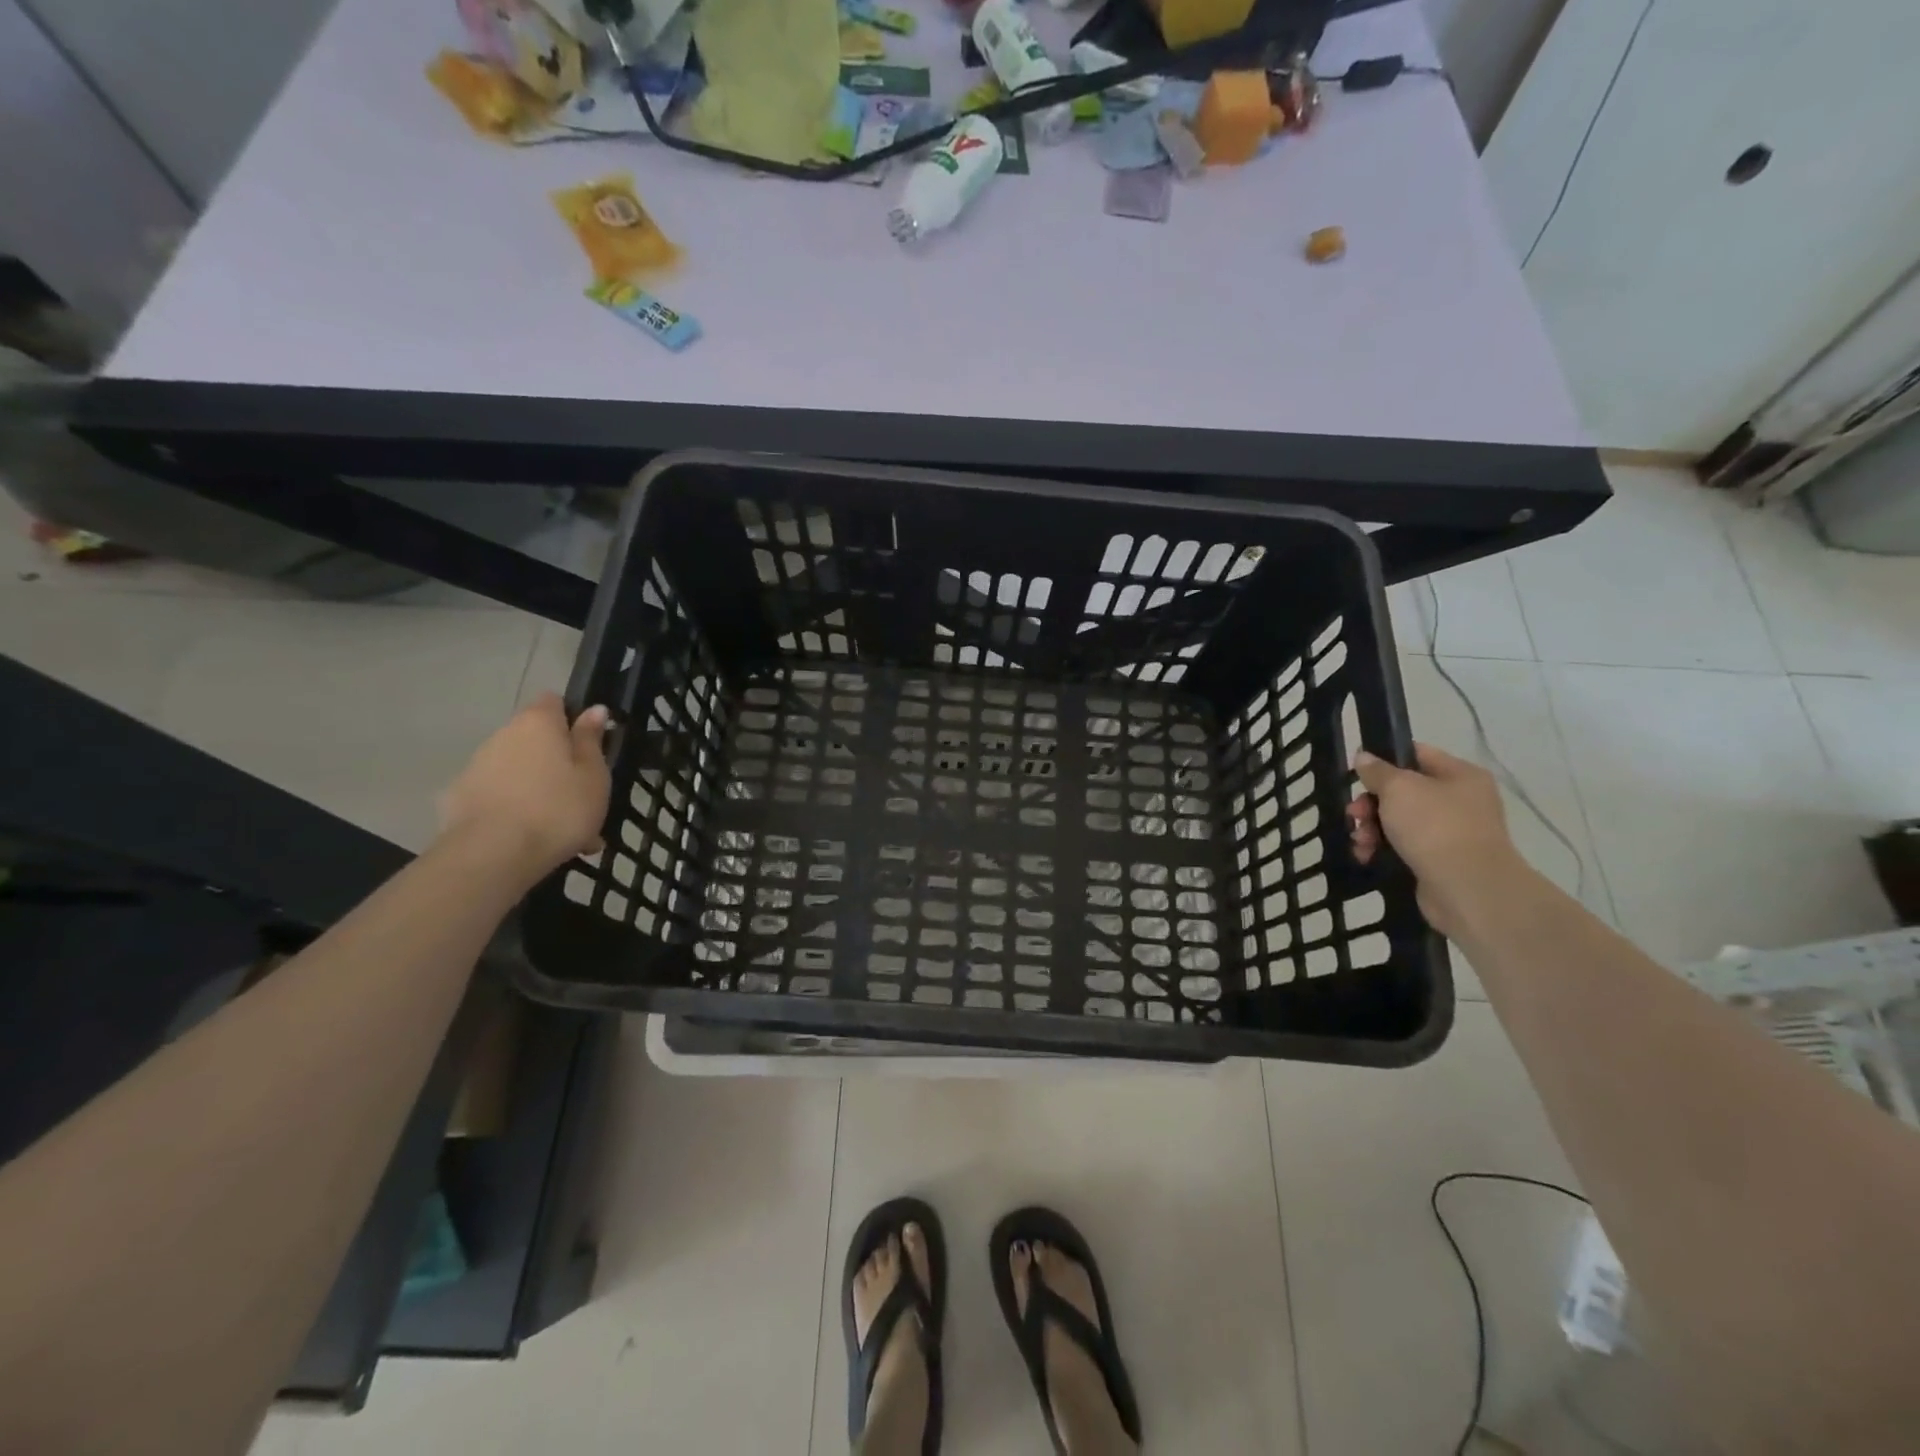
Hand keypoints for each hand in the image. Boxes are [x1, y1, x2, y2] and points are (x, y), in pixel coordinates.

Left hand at [438, 694, 611, 881]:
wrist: (493, 855)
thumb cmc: (558, 809)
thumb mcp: (593, 775)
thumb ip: (591, 740)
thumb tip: (594, 709)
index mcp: (538, 723)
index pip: (553, 701)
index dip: (571, 718)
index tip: (588, 745)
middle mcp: (503, 736)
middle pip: (534, 739)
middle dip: (557, 760)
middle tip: (583, 795)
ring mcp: (477, 767)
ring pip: (519, 771)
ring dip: (539, 789)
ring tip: (562, 828)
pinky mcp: (459, 799)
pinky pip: (500, 797)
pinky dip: (517, 810)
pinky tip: (535, 840)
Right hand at [1347, 743, 1527, 939]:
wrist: (1467, 888)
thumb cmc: (1435, 826)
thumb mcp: (1398, 788)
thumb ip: (1377, 771)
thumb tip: (1364, 757)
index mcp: (1460, 774)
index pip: (1416, 754)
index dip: (1384, 760)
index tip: (1357, 774)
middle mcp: (1460, 800)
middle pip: (1403, 791)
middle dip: (1371, 803)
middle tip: (1353, 814)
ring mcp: (1452, 832)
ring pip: (1399, 820)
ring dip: (1372, 827)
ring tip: (1360, 840)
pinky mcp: (1440, 860)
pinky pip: (1403, 846)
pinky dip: (1382, 848)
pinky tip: (1366, 855)